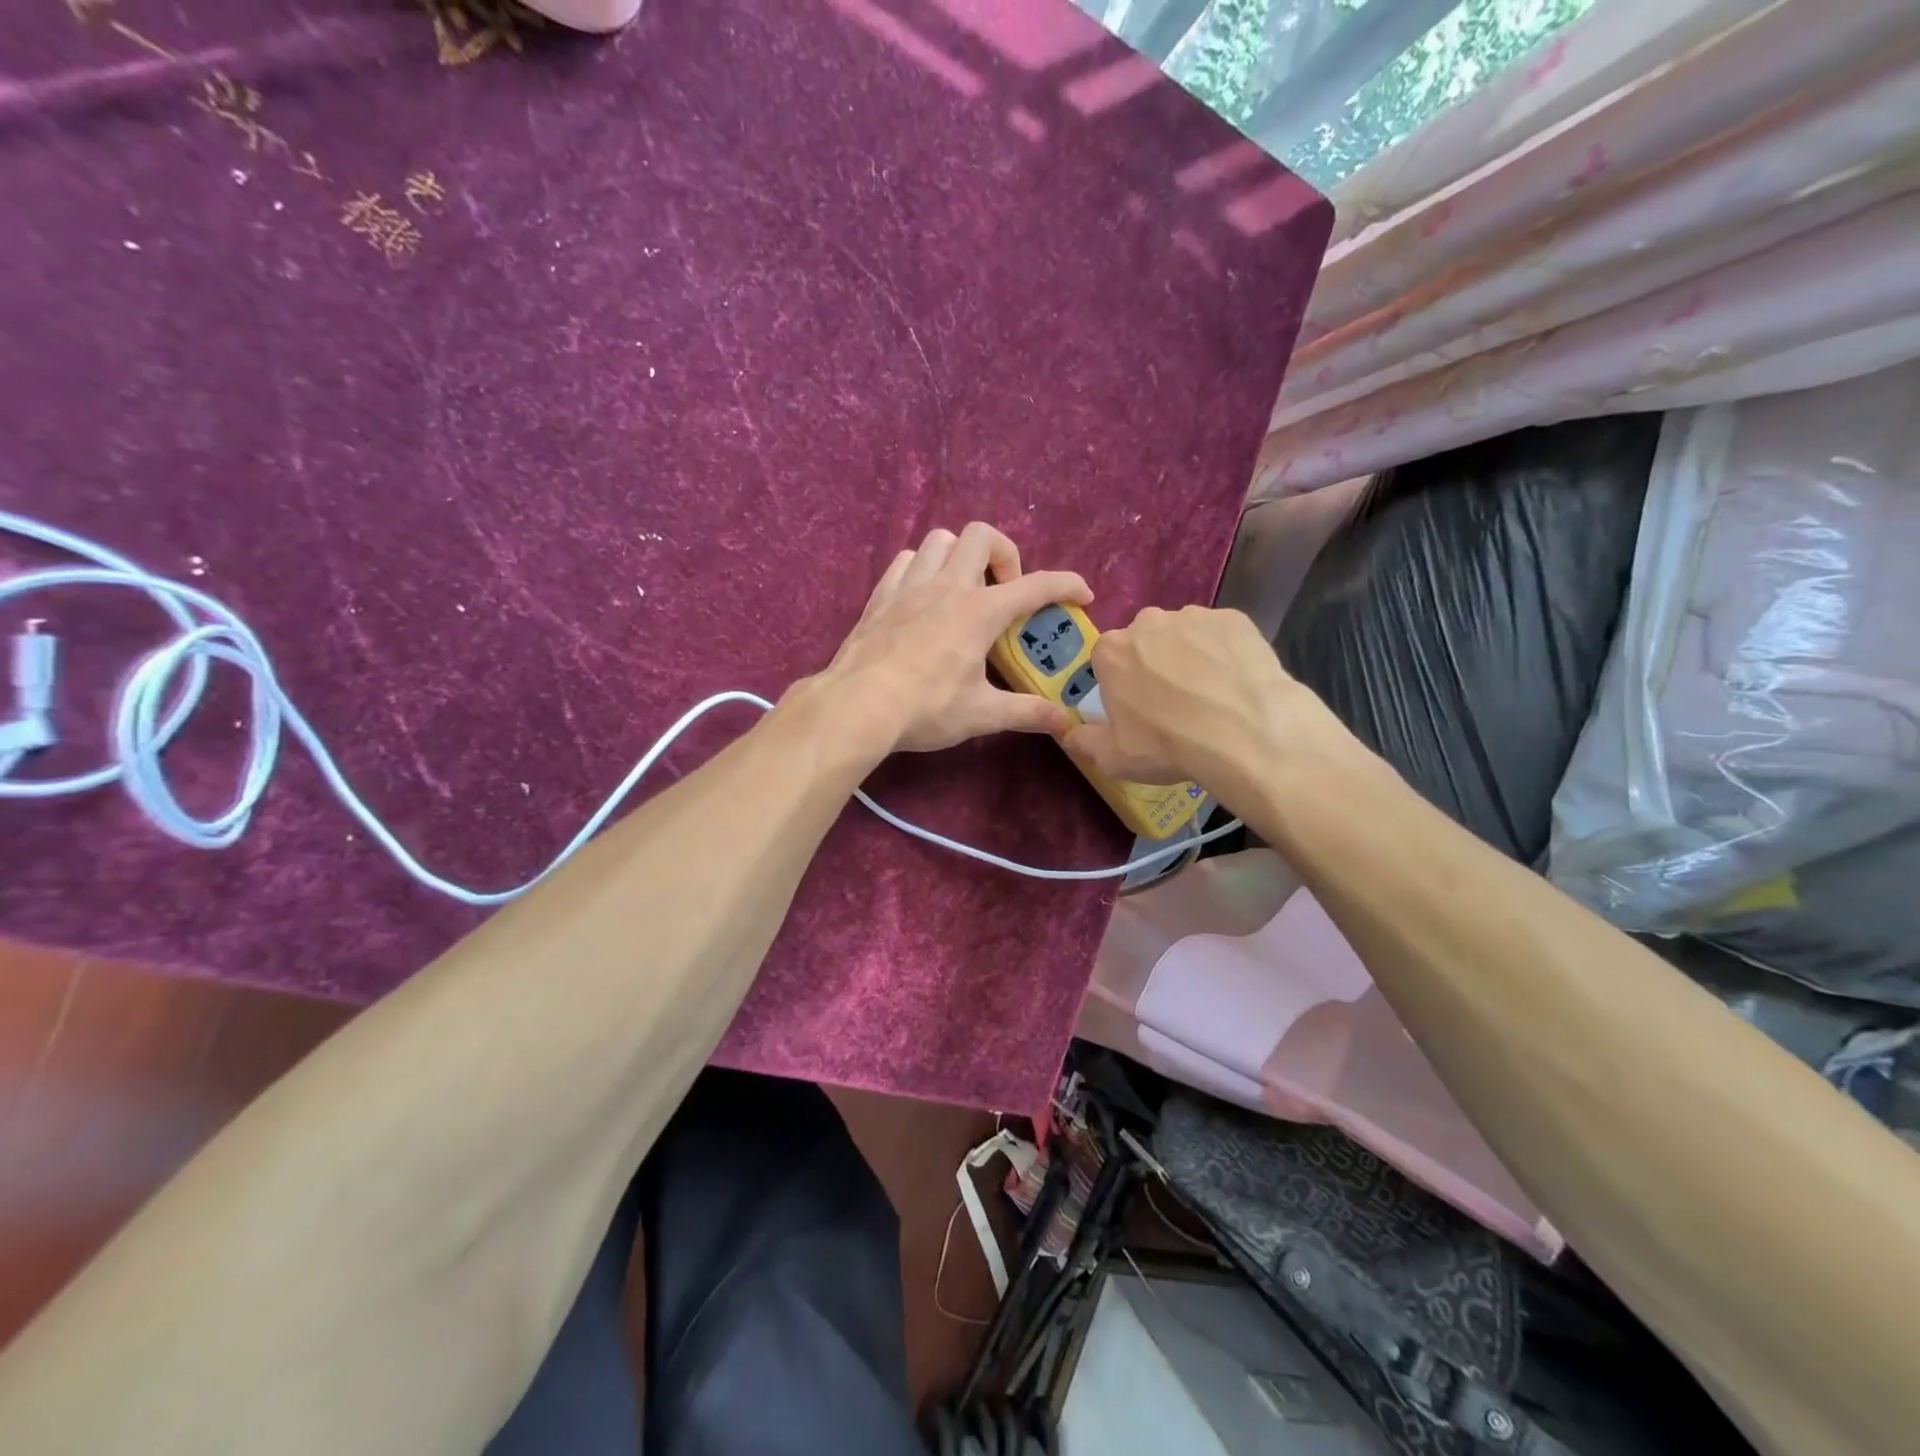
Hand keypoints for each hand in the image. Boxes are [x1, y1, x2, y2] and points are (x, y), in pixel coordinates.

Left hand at [817, 523, 1092, 753]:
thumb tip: (1065, 723)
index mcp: (979, 611)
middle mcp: (947, 586)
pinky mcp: (880, 597)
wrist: (856, 706)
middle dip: (1005, 555)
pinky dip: (923, 568)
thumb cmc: (925, 708)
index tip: (1082, 595)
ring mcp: (909, 586)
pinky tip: (924, 597)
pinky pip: (906, 561)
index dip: (1067, 585)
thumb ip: (1026, 713)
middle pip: (982, 536)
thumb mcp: (982, 714)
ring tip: (964, 589)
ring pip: (939, 540)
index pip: (1035, 586)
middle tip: (1005, 593)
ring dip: (960, 555)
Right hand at [1063, 605, 1350, 801]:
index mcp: (1112, 651)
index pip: (1108, 660)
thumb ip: (1084, 742)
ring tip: (1212, 695)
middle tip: (1175, 703)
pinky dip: (1225, 653)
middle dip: (1155, 665)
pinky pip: (1222, 635)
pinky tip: (1236, 683)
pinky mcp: (1235, 618)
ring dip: (1190, 657)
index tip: (1137, 708)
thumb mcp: (1113, 758)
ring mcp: (1194, 616)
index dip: (1121, 684)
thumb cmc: (1168, 745)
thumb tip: (1069, 735)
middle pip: (1145, 642)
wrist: (1246, 733)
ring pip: (1184, 635)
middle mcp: (1148, 622)